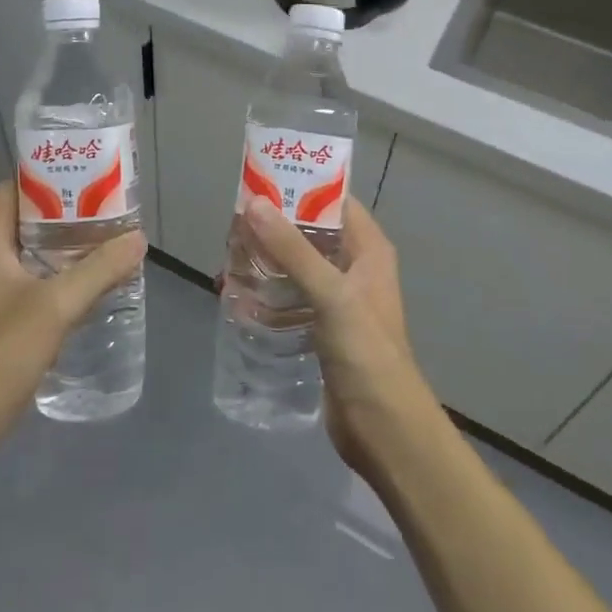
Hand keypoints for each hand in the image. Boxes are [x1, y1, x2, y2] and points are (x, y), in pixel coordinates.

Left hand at [0, 181, 145, 455]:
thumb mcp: (55, 306)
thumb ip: (100, 269)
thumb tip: (138, 238)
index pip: (19, 185)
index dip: (54, 173)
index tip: (95, 171)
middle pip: (32, 216)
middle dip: (73, 210)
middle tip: (116, 205)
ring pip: (37, 250)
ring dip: (72, 243)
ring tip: (115, 237)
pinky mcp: (1, 314)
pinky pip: (38, 278)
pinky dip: (65, 272)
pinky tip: (97, 280)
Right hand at [239, 194, 435, 473]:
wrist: (383, 428)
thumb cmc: (365, 351)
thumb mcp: (330, 293)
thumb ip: (292, 248)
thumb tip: (254, 203)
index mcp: (368, 249)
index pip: (334, 202)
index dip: (300, 188)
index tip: (259, 183)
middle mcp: (355, 268)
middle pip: (309, 234)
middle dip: (273, 229)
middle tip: (232, 227)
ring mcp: (338, 301)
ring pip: (297, 268)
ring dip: (266, 263)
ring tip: (228, 260)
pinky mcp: (322, 330)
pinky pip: (291, 300)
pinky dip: (267, 296)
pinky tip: (237, 299)